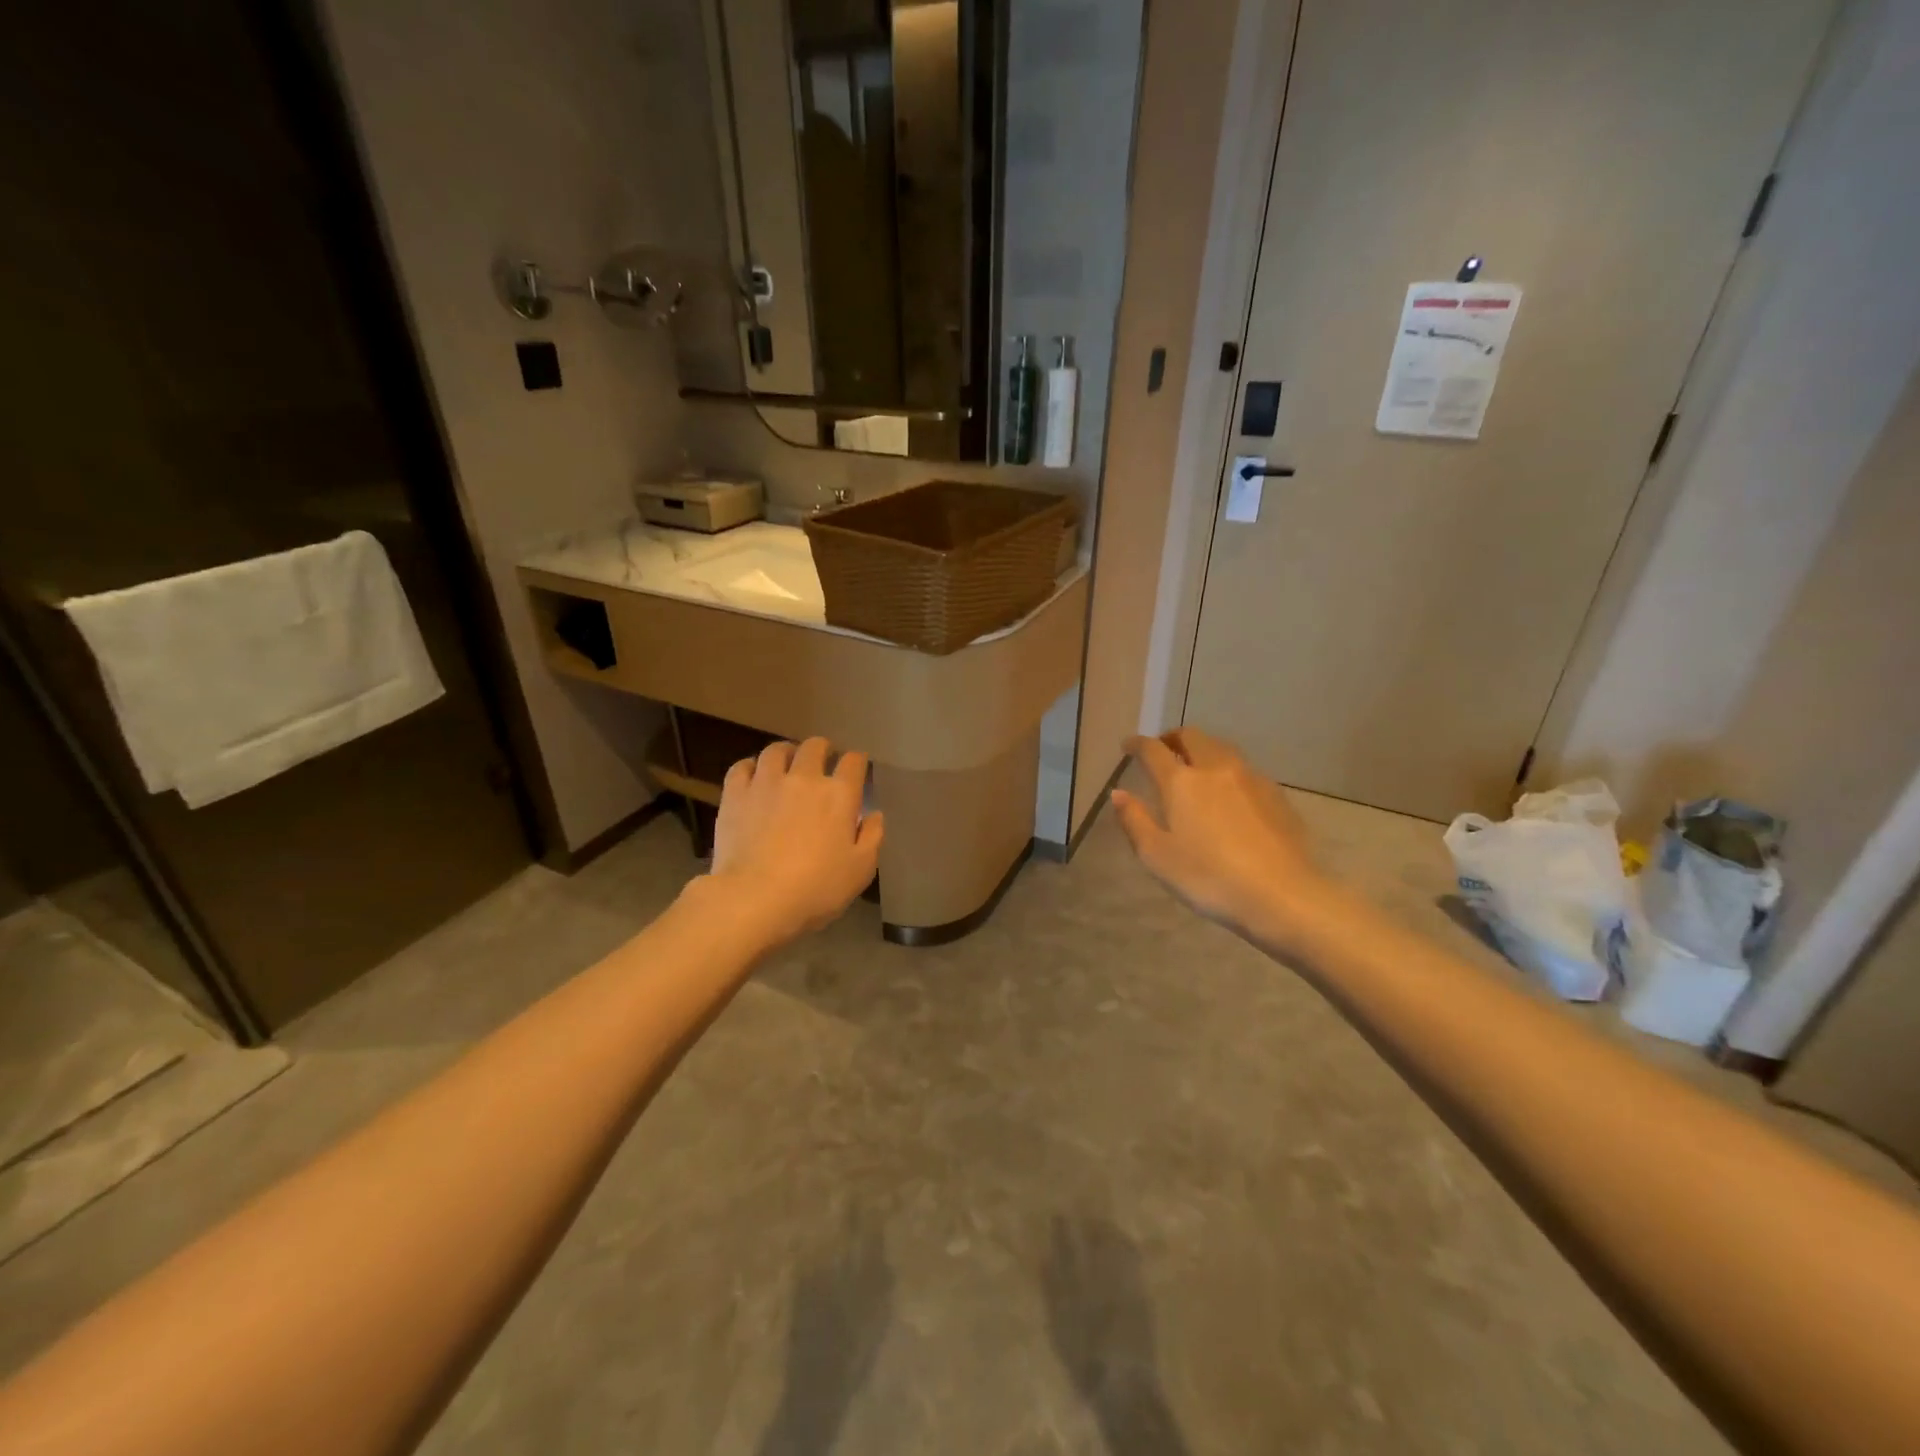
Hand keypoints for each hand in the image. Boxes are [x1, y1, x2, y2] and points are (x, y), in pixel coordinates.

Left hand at [706, 737, 883, 945]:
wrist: (755, 898)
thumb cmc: (816, 888)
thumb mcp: (860, 870)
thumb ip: (872, 837)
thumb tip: (874, 814)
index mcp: (839, 795)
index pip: (853, 762)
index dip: (857, 761)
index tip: (856, 768)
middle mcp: (804, 778)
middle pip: (815, 746)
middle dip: (822, 749)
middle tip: (822, 761)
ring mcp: (766, 783)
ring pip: (776, 750)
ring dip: (786, 752)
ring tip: (786, 763)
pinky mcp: (735, 794)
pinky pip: (741, 767)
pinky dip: (750, 767)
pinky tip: (753, 776)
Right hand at [1111, 727, 1326, 941]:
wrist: (1283, 895)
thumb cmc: (1210, 877)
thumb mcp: (1157, 856)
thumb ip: (1134, 820)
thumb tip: (1118, 793)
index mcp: (1182, 782)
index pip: (1153, 750)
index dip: (1137, 744)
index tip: (1128, 745)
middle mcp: (1216, 769)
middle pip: (1192, 737)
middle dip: (1172, 738)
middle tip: (1162, 749)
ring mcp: (1251, 778)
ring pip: (1221, 749)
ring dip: (1202, 750)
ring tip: (1195, 768)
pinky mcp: (1276, 795)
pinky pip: (1244, 770)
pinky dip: (1227, 771)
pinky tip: (1228, 794)